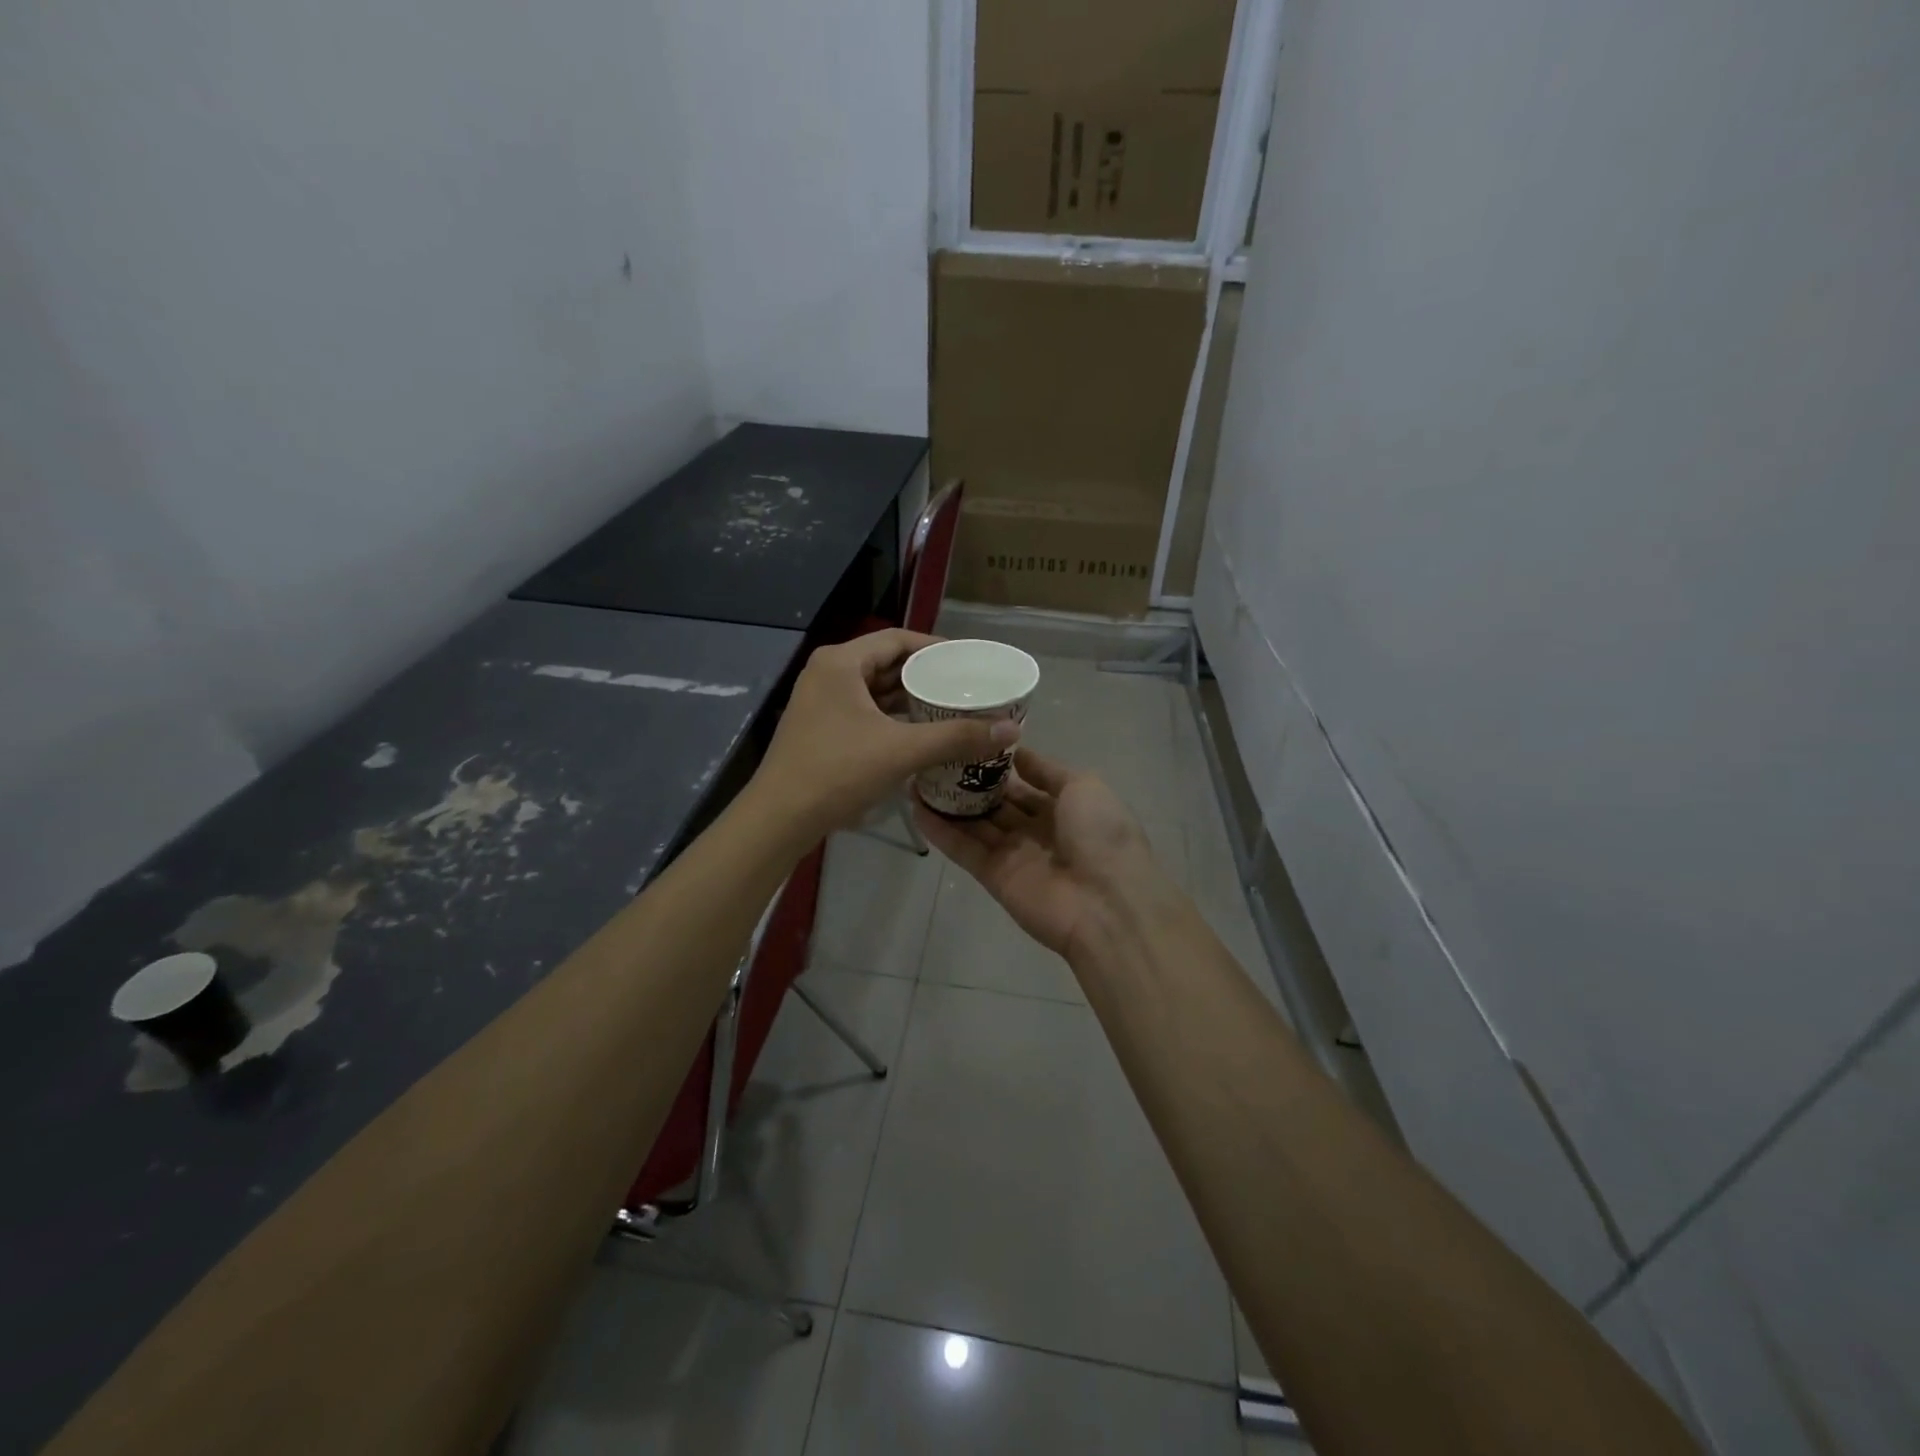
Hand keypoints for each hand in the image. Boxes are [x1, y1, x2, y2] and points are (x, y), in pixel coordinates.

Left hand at [752, 630, 1020, 840]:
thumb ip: (957, 737)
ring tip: (950, 708)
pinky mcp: (820, 728)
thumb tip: (1010, 730)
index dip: (934, 647)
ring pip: (875, 691)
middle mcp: (827, 674)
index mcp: (840, 663)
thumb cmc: (838, 772)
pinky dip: (892, 718)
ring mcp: (820, 702)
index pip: (897, 639)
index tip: (967, 661)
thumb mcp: (902, 751)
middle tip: (964, 686)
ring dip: (909, 699)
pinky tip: (919, 733)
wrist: (780, 818)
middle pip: (886, 663)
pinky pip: (864, 712)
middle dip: (925, 675)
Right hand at [914, 747, 1173, 959]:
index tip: (969, 738)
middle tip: (935, 753)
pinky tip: (915, 806)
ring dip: (949, 802)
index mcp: (1066, 807)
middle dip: (970, 780)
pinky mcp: (993, 876)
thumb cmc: (1102, 835)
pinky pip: (964, 848)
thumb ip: (1048, 771)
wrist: (1106, 904)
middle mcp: (1038, 829)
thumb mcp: (1084, 786)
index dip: (1000, 763)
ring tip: (916, 774)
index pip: (1026, 782)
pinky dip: (940, 830)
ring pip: (976, 823)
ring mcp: (1014, 854)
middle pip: (998, 802)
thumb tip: (1018, 754)